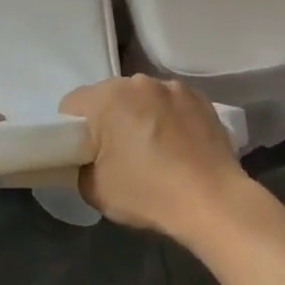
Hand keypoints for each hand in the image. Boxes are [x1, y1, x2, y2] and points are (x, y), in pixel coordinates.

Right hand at [59, 76, 251, 239]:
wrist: (213, 202)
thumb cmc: (148, 193)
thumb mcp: (94, 190)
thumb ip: (81, 167)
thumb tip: (90, 161)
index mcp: (107, 98)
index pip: (72, 105)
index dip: (71, 130)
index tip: (83, 153)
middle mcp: (138, 82)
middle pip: (109, 97)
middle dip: (108, 120)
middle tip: (117, 154)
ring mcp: (173, 88)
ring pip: (142, 98)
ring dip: (140, 115)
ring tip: (153, 150)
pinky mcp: (201, 99)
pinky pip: (171, 104)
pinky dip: (168, 118)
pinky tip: (178, 146)